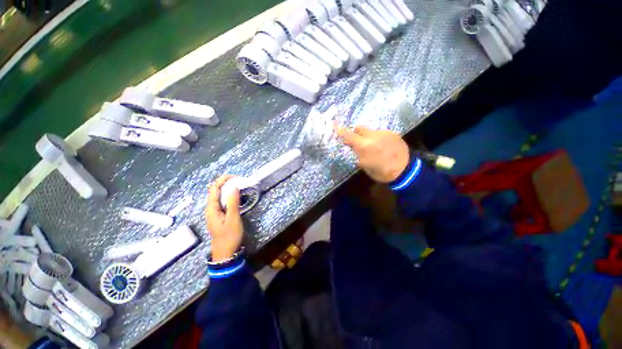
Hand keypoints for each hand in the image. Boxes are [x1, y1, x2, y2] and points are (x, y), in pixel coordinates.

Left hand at [205, 175, 243, 261]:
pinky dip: (229, 196)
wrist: (225, 253)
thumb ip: (232, 202)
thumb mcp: (233, 219)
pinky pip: (223, 202)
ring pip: (219, 196)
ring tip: (240, 186)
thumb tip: (234, 186)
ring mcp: (215, 212)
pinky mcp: (219, 216)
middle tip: (240, 181)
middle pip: (215, 191)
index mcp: (211, 208)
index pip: (214, 188)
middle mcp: (211, 208)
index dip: (223, 180)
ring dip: (228, 189)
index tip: (236, 177)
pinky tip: (237, 197)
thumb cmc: (229, 236)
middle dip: (226, 183)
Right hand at [336, 125, 409, 182]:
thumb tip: (353, 146)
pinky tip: (383, 146)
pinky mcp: (393, 133)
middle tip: (358, 141)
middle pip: (360, 128)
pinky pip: (381, 133)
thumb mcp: (364, 165)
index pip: (349, 135)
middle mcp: (373, 136)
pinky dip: (378, 138)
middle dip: (356, 133)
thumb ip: (358, 153)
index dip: (341, 130)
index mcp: (364, 145)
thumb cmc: (380, 172)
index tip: (334, 125)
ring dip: (369, 136)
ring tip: (374, 146)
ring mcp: (384, 133)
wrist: (404, 171)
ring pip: (371, 131)